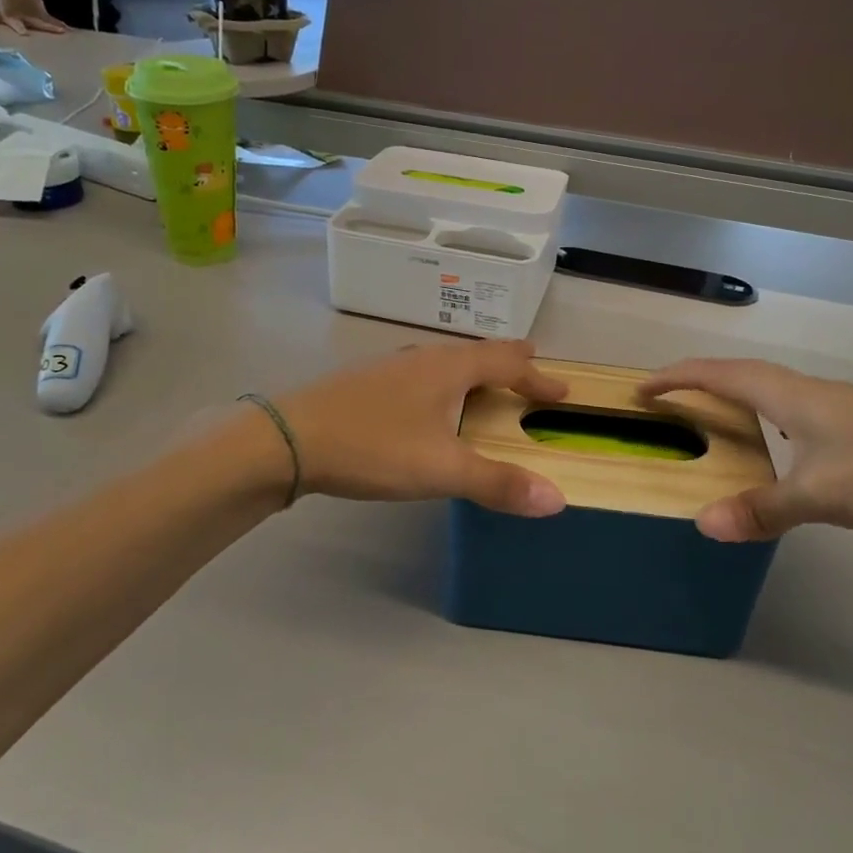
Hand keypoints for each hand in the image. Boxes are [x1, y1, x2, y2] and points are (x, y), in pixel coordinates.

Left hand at [275, 342, 569, 516]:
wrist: (289, 438)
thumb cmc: (373, 446)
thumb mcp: (441, 469)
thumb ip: (498, 483)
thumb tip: (556, 498)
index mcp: (449, 368)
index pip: (508, 362)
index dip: (538, 377)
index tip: (563, 392)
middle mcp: (424, 357)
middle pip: (477, 353)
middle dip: (508, 363)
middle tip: (530, 369)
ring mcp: (391, 367)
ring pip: (446, 362)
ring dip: (474, 372)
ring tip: (485, 385)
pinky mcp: (367, 383)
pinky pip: (422, 376)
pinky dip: (444, 384)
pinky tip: (428, 405)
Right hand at [639, 359, 852, 540]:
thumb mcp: (820, 495)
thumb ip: (761, 509)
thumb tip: (702, 523)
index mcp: (788, 395)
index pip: (718, 374)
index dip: (676, 378)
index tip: (642, 388)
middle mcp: (806, 390)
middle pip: (739, 374)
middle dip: (697, 383)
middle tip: (668, 402)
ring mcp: (835, 403)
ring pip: (768, 389)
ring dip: (731, 396)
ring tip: (711, 418)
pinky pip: (790, 407)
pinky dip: (762, 415)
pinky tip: (776, 444)